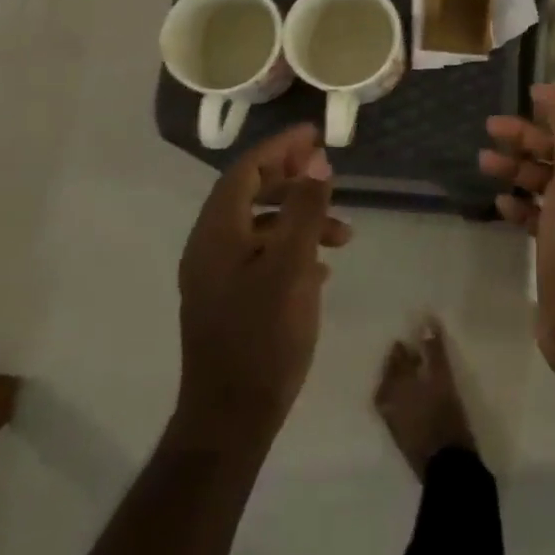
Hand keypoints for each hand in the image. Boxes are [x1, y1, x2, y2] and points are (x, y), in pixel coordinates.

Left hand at [173, 125, 350, 444]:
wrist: (231, 419)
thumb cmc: (263, 336)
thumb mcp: (292, 266)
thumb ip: (305, 209)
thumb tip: (317, 160)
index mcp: (217, 234)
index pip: (245, 171)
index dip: (280, 147)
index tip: (315, 135)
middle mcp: (210, 248)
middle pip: (251, 194)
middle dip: (293, 180)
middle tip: (330, 174)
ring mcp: (217, 277)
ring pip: (261, 228)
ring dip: (300, 219)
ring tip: (345, 236)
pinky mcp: (229, 302)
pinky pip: (262, 256)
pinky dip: (292, 248)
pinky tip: (323, 267)